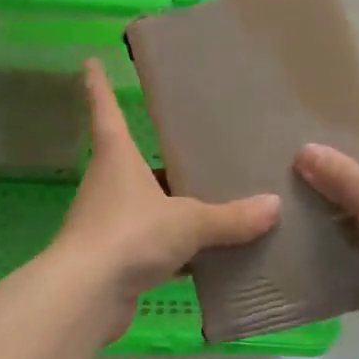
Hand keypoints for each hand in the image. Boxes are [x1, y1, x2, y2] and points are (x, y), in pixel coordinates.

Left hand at [51, 59, 280, 328]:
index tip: (89, 62)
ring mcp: (107, 223)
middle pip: (132, 160)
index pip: (105, 110)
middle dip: (158, 157)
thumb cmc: (130, 235)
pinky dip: (175, 250)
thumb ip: (229, 217)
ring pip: (145, 206)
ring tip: (213, 202)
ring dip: (171, 206)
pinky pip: (151, 245)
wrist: (85, 296)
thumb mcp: (188, 222)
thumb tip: (273, 206)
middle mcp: (108, 184)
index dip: (98, 85)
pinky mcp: (113, 259)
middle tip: (193, 146)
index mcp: (116, 157)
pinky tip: (207, 258)